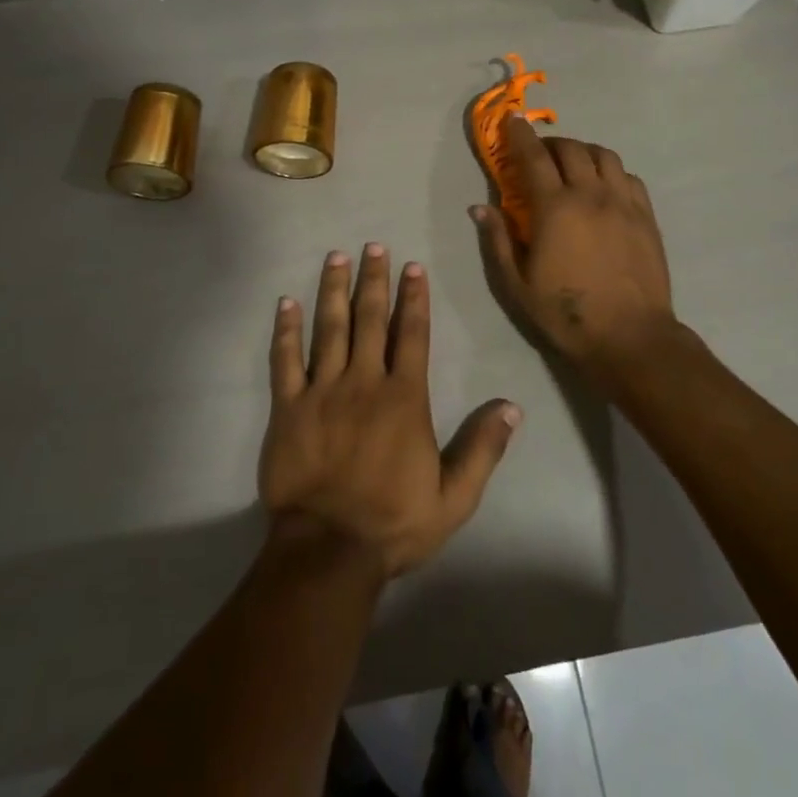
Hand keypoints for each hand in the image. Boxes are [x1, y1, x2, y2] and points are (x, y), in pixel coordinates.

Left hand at [260, 245, 520, 578]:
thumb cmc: (393, 523)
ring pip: (329, 328)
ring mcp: (322, 391)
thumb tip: (512, 406)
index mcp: (404, 398)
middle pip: (370, 319)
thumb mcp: (454, 497)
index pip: (412, 335)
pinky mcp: (289, 408)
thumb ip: (483, 448)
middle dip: (374, 280)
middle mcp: (364, 382)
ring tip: (336, 258)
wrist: (328, 551)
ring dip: (333, 290)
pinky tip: (286, 303)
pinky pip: (285, 360)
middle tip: (373, 246)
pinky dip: (285, 330)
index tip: (412, 266)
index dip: (414, 298)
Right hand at [473, 117, 677, 388]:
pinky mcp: (646, 216)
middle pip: (571, 149)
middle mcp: (590, 195)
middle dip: (550, 143)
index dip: (520, 135)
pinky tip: (603, 186)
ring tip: (572, 165)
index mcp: (554, 209)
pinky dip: (610, 171)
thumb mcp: (517, 284)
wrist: (630, 336)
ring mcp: (623, 203)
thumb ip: (498, 240)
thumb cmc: (566, 313)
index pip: (534, 157)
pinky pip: (628, 176)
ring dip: (583, 152)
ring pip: (604, 156)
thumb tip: (480, 207)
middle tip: (539, 154)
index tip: (512, 119)